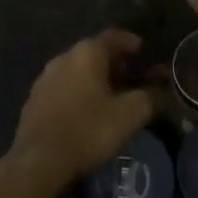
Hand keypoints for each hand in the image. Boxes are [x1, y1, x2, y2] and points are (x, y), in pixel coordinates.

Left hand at [5, 29, 154, 191]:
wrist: (39, 161)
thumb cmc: (89, 130)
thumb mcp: (130, 114)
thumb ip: (151, 97)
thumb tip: (163, 89)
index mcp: (86, 53)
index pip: (113, 36)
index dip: (131, 42)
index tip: (143, 50)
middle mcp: (63, 57)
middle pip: (94, 53)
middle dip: (115, 63)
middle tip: (132, 77)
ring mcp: (45, 78)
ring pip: (77, 71)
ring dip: (95, 79)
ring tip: (111, 95)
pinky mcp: (34, 100)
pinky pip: (64, 87)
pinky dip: (79, 92)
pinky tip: (86, 111)